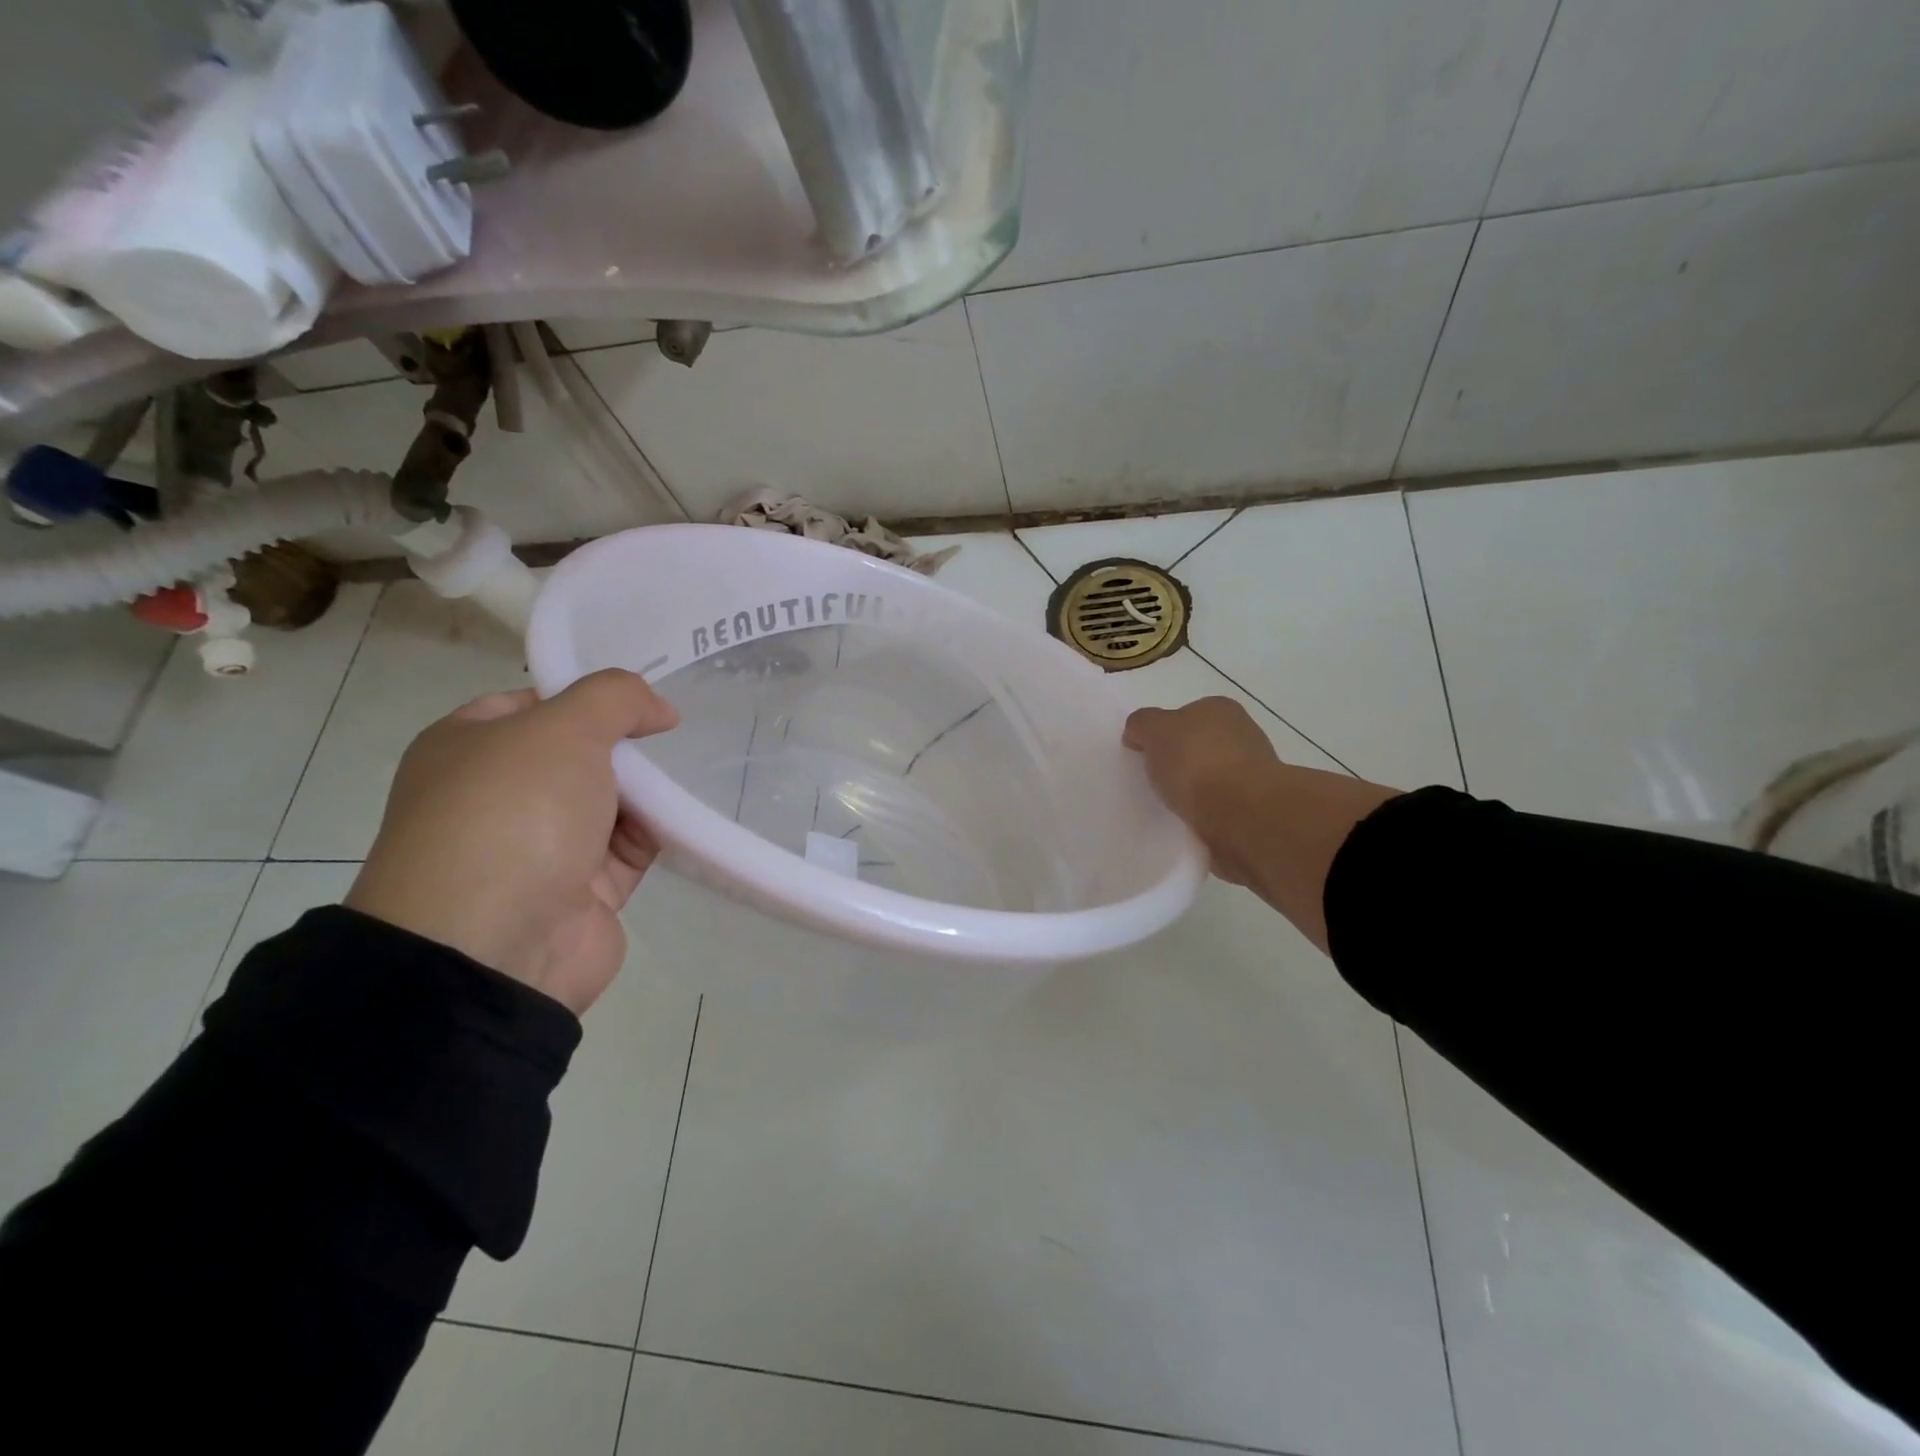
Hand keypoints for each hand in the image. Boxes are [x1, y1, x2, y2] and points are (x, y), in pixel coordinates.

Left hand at [346, 669, 678, 1014]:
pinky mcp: (581, 891)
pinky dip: (657, 834)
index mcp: (468, 747)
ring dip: (646, 793)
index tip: (640, 702)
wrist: (494, 946)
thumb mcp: (563, 729)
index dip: (588, 697)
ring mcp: (539, 847)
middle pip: (579, 755)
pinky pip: (629, 849)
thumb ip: (615, 698)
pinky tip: (684, 820)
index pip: (535, 704)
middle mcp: (499, 795)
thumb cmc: (514, 813)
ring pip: (608, 802)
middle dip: (624, 749)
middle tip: (666, 741)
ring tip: (681, 781)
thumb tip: (660, 709)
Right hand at [1124, 696, 1398, 951]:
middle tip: (1151, 795)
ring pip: (1221, 793)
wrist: (1253, 823)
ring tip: (1166, 824)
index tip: (1144, 764)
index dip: (1166, 740)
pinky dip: (1210, 834)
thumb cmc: (1199, 767)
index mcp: (1220, 715)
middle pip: (1208, 757)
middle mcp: (1247, 745)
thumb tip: (1140, 732)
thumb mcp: (1157, 733)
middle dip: (1186, 774)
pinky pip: (1226, 827)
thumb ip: (1144, 727)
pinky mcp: (1264, 830)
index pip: (1189, 721)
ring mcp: (1262, 789)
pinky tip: (1190, 847)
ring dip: (1201, 807)